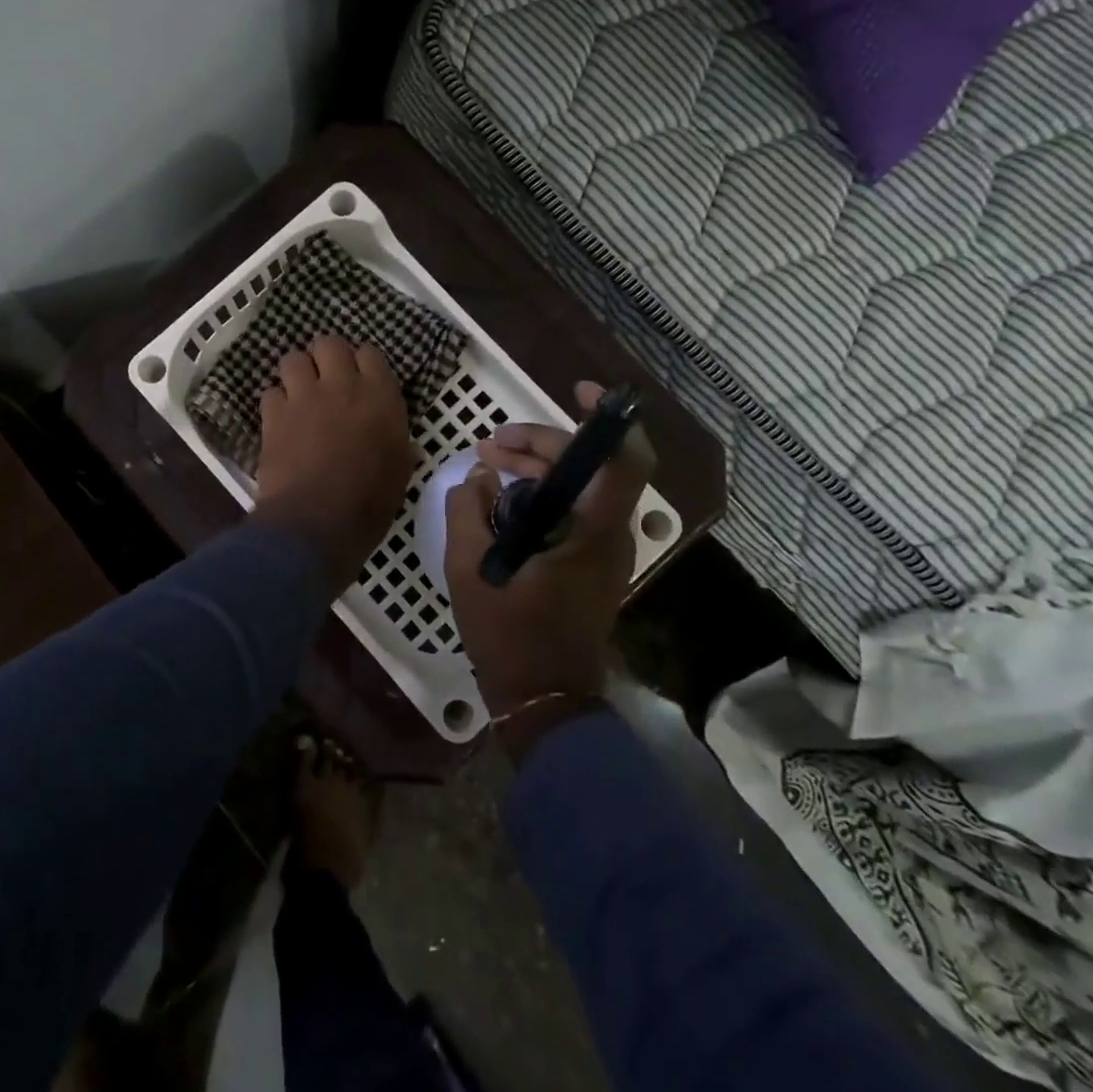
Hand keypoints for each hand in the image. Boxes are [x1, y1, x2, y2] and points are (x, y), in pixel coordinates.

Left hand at [252, 336, 414, 590]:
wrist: (317, 523)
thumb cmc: (369, 503)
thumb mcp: (400, 470)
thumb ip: (395, 439)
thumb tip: (394, 435)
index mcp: (381, 397)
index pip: (370, 354)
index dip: (362, 364)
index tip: (360, 379)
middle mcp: (342, 386)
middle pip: (329, 343)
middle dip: (326, 356)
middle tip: (326, 378)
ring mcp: (304, 397)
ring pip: (293, 359)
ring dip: (297, 373)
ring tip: (299, 393)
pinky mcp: (274, 415)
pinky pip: (271, 392)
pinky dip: (276, 402)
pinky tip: (281, 420)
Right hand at [445, 381, 655, 752]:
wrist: (543, 698)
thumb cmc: (508, 634)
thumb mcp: (470, 568)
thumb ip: (468, 511)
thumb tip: (478, 478)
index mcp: (590, 531)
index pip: (624, 460)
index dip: (609, 420)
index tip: (579, 393)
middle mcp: (609, 534)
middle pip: (590, 465)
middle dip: (541, 444)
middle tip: (490, 446)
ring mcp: (605, 550)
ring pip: (581, 488)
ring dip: (537, 469)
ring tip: (487, 466)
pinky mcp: (593, 564)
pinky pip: (574, 511)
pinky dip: (542, 495)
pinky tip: (502, 500)